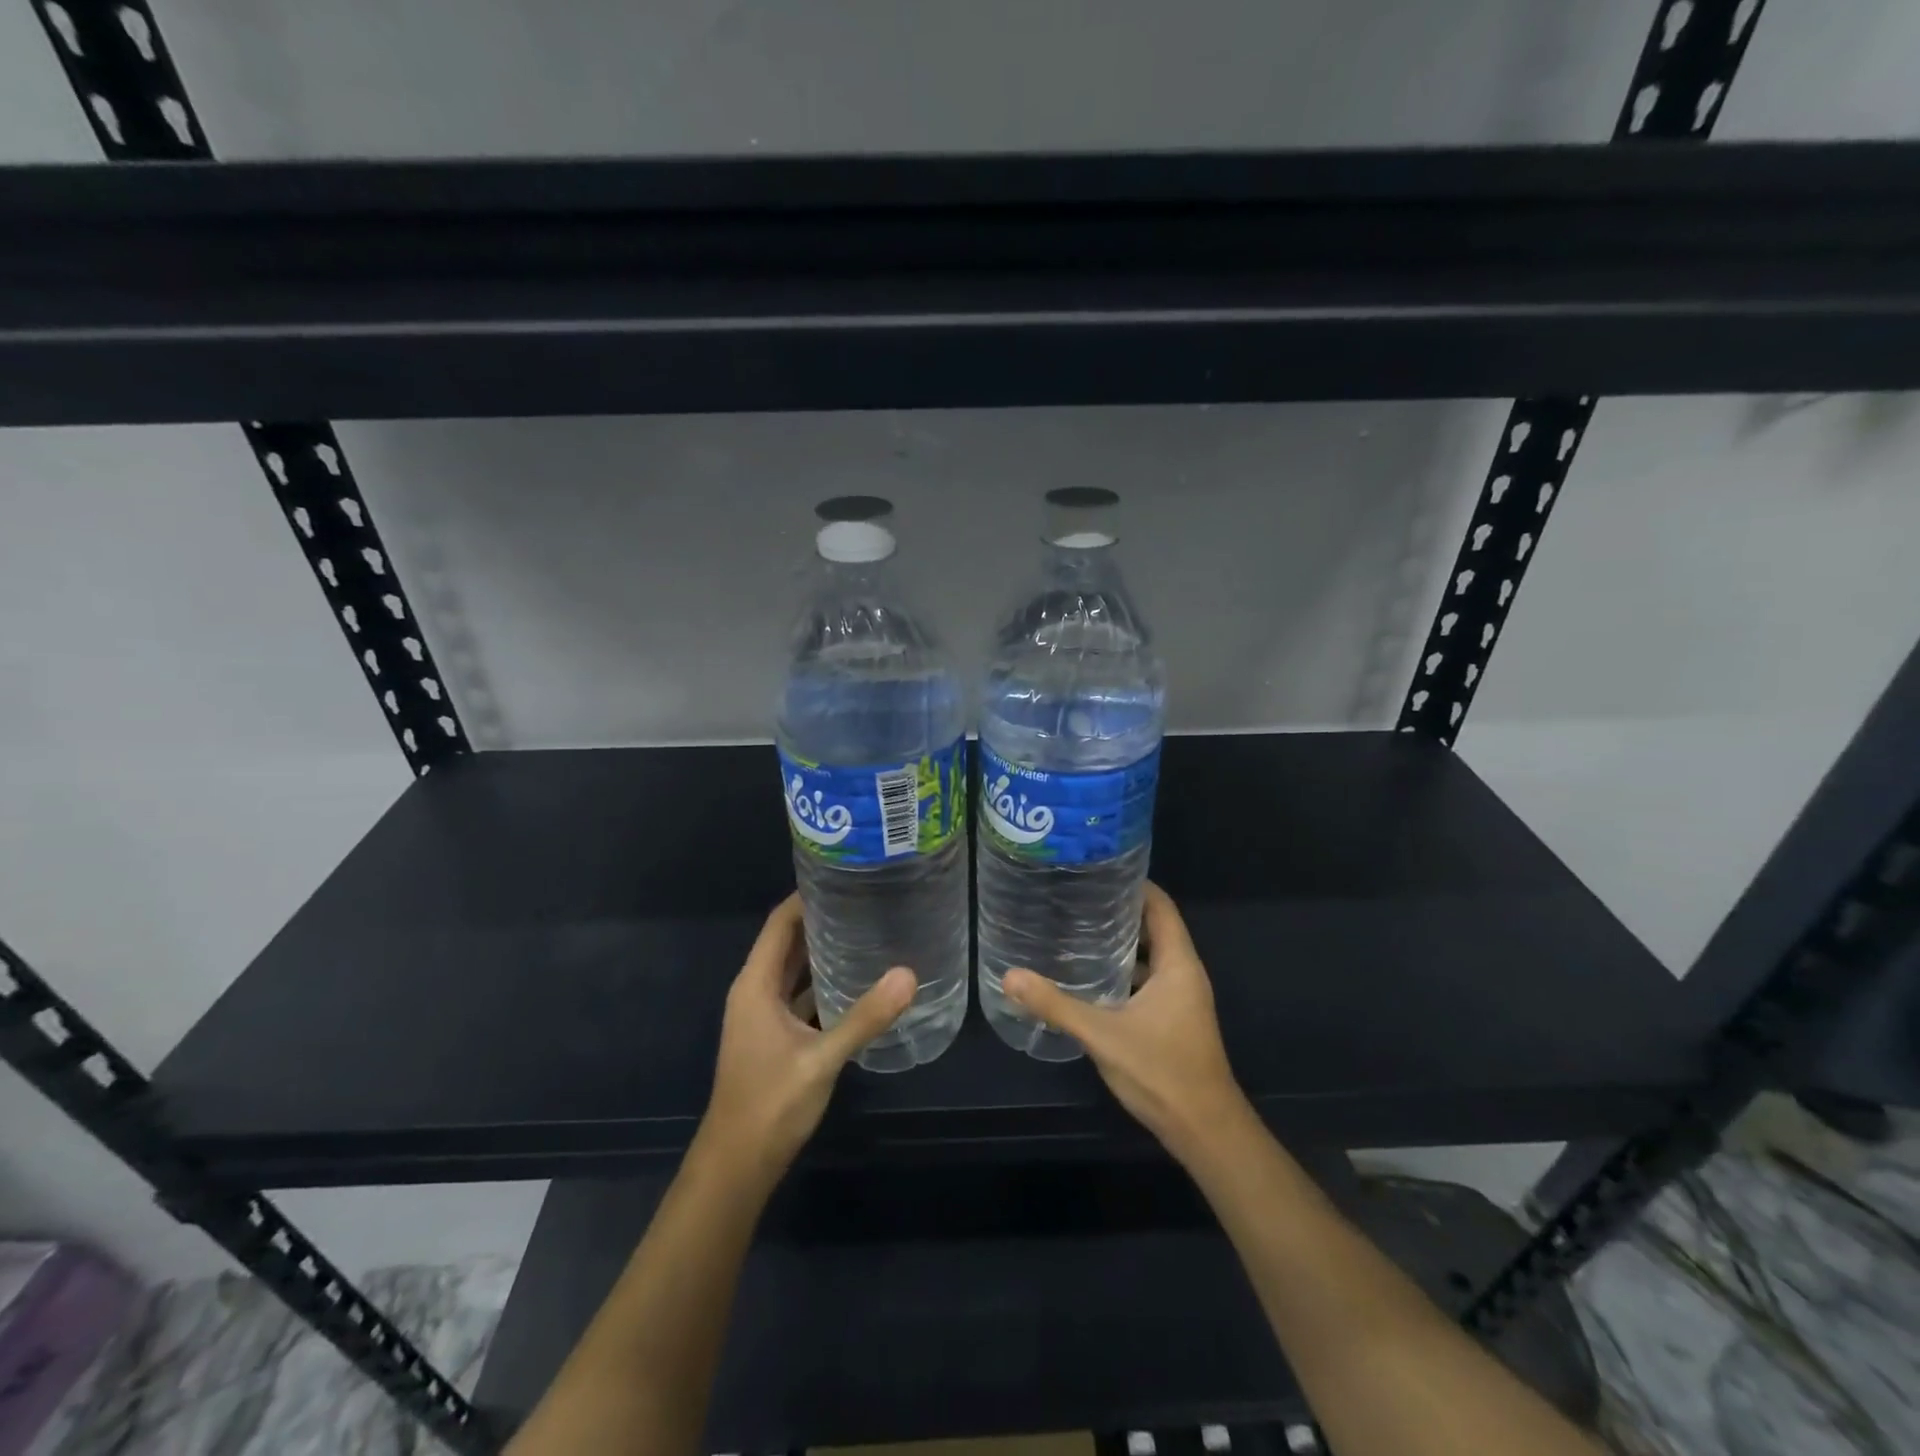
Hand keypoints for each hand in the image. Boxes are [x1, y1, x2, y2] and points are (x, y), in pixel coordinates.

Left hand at [700, 895, 915, 1181]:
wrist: (737, 1166)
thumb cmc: (770, 1104)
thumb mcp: (821, 1058)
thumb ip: (864, 1017)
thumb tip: (909, 974)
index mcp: (755, 985)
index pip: (779, 924)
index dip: (806, 897)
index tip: (844, 876)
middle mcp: (756, 992)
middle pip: (788, 943)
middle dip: (822, 920)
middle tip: (868, 900)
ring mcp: (764, 1017)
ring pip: (795, 971)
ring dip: (823, 952)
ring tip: (868, 931)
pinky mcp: (776, 1038)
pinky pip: (801, 997)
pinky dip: (824, 984)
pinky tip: (858, 983)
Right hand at [1004, 882, 1246, 1160]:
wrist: (1205, 1131)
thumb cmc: (1162, 1072)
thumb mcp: (1102, 1034)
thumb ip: (1056, 1004)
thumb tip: (1009, 976)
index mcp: (1178, 964)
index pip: (1160, 906)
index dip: (1134, 884)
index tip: (1098, 869)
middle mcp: (1184, 974)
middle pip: (1154, 927)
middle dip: (1118, 911)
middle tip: (1075, 898)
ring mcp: (1181, 999)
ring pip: (1150, 957)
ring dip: (1120, 944)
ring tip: (1076, 930)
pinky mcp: (1173, 1020)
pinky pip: (1147, 981)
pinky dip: (1123, 973)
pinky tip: (1090, 978)